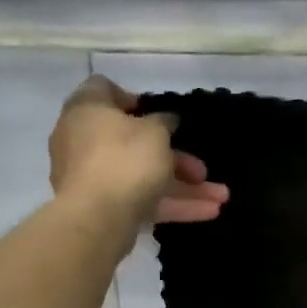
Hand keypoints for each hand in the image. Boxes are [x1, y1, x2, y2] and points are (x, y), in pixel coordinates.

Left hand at [49, 76, 228, 230]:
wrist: (96, 217)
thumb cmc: (124, 159)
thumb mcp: (155, 132)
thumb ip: (164, 122)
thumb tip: (164, 121)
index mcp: (87, 110)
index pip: (103, 90)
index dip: (132, 98)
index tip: (158, 113)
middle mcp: (85, 141)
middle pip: (134, 143)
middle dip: (176, 158)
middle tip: (202, 170)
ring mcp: (93, 178)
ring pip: (144, 177)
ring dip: (183, 187)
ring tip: (221, 197)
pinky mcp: (104, 208)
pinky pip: (142, 200)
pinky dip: (172, 205)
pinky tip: (209, 212)